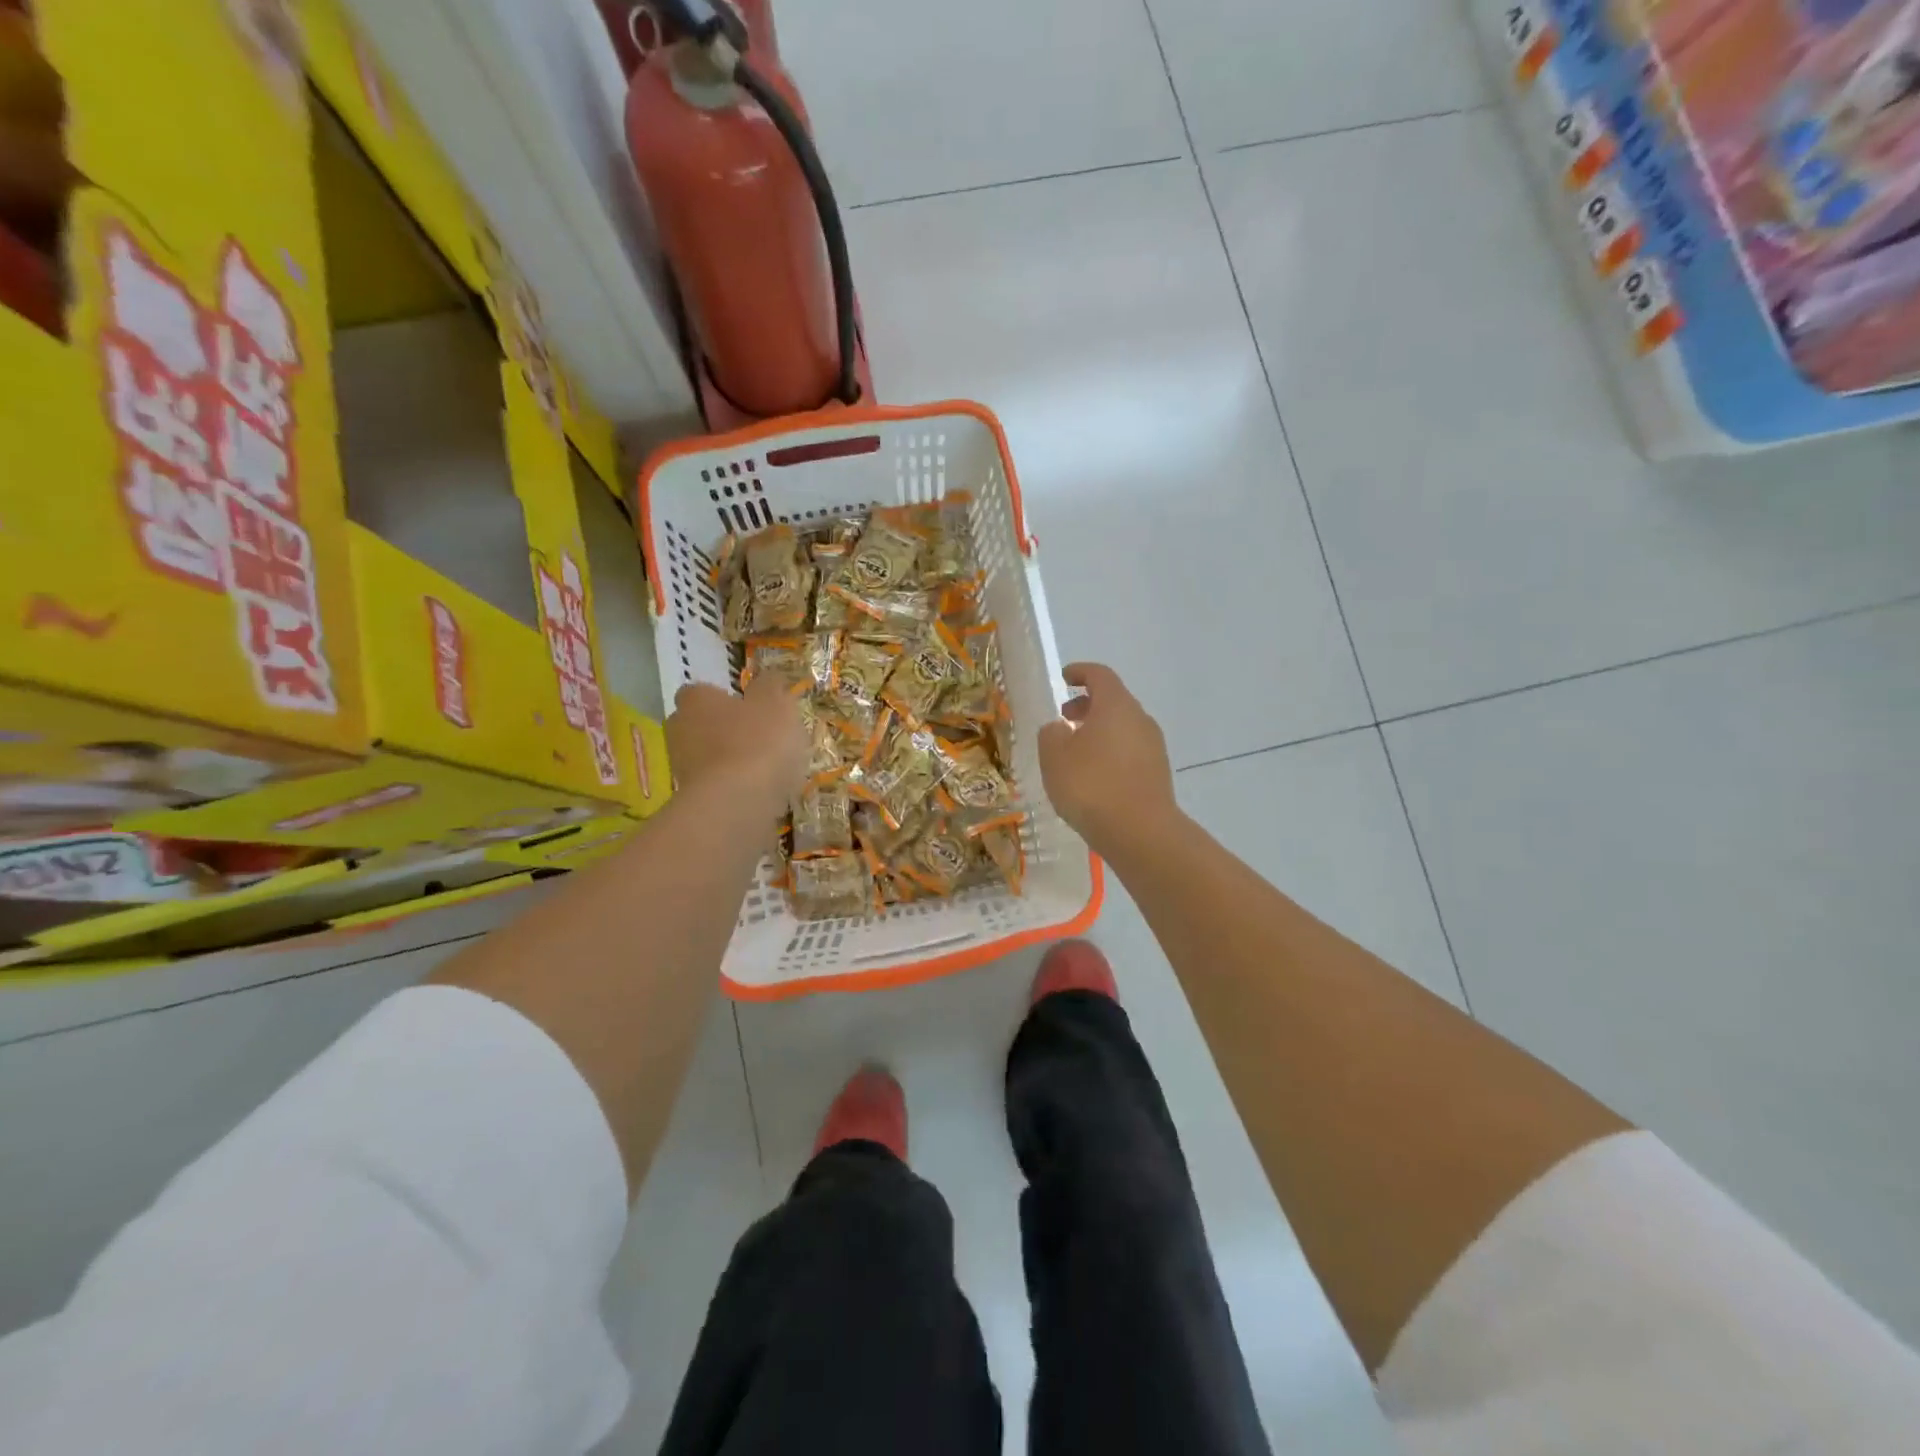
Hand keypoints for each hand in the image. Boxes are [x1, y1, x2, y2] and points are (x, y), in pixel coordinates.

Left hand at [666, 678, 808, 810]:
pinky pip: (715, 787)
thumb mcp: (776, 704)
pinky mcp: (692, 801)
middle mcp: (679, 730)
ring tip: (765, 770)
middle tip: (758, 737)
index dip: (723, 698)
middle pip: (699, 725)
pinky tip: (759, 794)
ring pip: (707, 757)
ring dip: (729, 761)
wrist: (736, 804)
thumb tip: (768, 677)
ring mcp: (681, 768)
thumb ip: (772, 687)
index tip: (748, 707)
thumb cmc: (757, 742)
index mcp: (695, 700)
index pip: (700, 691)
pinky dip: (733, 788)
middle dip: (723, 730)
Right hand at [1037, 663, 1177, 856]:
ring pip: (1122, 728)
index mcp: (1116, 705)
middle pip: (1113, 701)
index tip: (1063, 678)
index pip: (1099, 675)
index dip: (1080, 672)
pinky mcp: (1158, 773)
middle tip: (1063, 721)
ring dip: (1098, 732)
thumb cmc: (1091, 785)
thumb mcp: (1054, 756)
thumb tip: (1060, 728)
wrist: (1140, 832)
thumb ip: (1051, 734)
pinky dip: (1110, 754)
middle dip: (1086, 706)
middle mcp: (1140, 719)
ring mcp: (1154, 747)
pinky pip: (1129, 752)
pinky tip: (1093, 777)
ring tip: (1074, 753)